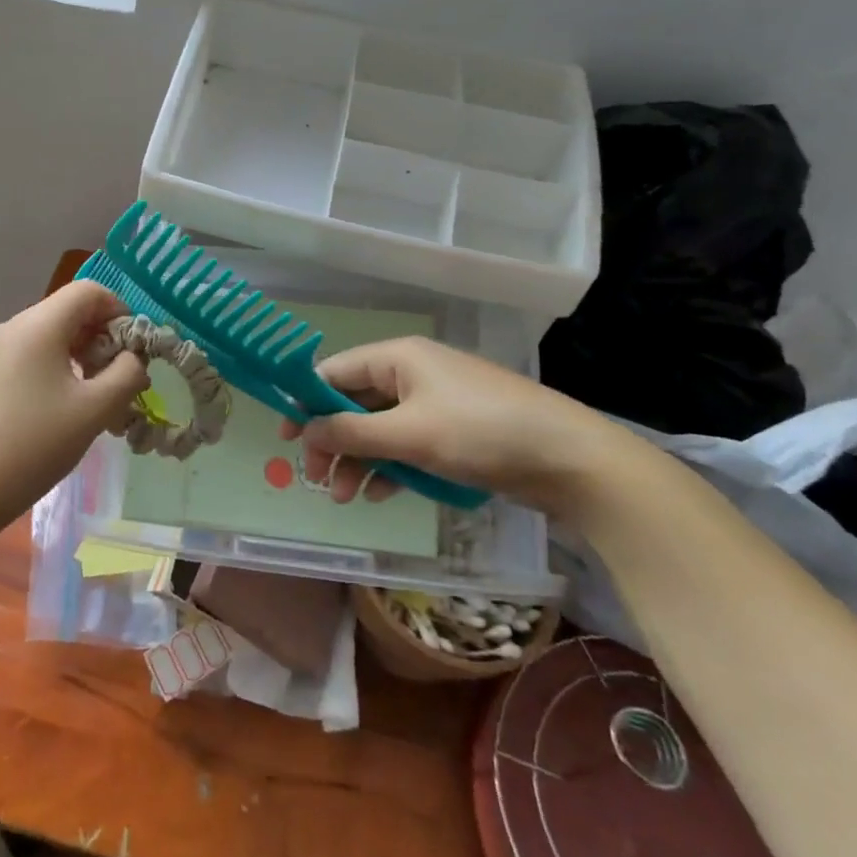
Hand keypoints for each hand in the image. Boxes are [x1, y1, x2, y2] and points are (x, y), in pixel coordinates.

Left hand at [0, 281, 148, 524]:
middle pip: (70, 311)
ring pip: (52, 335)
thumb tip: (133, 357)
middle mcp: (14, 326)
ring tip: (98, 397)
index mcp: (39, 325)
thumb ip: (126, 374)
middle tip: (122, 379)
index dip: (120, 310)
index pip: (89, 291)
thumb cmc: (34, 444)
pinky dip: (59, 367)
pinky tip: (66, 406)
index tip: (136, 349)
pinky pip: (33, 354)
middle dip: (103, 337)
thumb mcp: (94, 410)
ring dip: (83, 355)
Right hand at [279, 337, 622, 516]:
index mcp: (397, 358)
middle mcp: (411, 374)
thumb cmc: (481, 433)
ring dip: (359, 461)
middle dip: (333, 442)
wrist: (570, 460)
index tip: (285, 438)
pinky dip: (390, 466)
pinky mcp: (453, 431)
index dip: (305, 402)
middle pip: (353, 403)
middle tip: (318, 479)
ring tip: (347, 498)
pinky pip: (406, 444)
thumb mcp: (409, 434)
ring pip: (378, 428)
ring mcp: (434, 403)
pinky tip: (381, 494)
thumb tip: (304, 430)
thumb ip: (351, 433)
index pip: (334, 372)